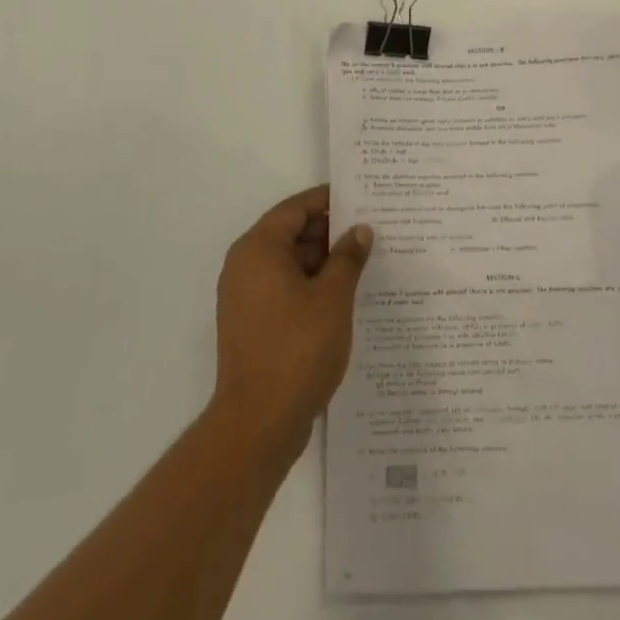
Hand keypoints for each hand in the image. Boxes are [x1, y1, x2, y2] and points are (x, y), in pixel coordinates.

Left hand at [211, 185, 371, 463]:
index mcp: (258, 249)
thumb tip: (360, 230)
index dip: (329, 200)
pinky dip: (312, 285)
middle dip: (331, 232)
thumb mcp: (333, 298)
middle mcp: (245, 265)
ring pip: (290, 263)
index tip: (362, 197)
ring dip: (324, 261)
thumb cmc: (297, 349)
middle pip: (291, 233)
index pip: (295, 208)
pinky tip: (345, 294)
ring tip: (366, 260)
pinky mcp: (253, 322)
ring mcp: (246, 296)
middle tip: (373, 230)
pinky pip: (285, 288)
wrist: (258, 422)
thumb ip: (348, 258)